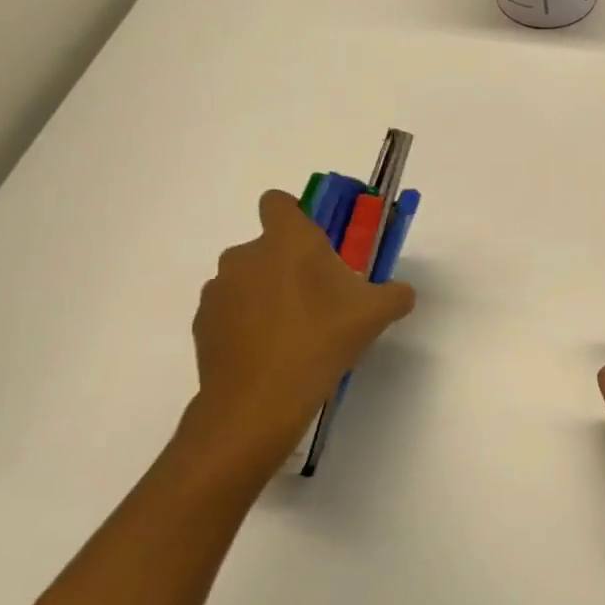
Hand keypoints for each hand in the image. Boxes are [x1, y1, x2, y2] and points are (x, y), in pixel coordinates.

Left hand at [181, 190, 414, 485]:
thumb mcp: (377, 313)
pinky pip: (230, 311)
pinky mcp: (202, 324)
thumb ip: (396, 294)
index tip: (314, 242)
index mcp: (288, 240)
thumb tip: (402, 293)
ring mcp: (218, 290)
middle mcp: (246, 255)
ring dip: (267, 294)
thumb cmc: (321, 340)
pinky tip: (270, 353)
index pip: (278, 202)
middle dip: (289, 265)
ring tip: (294, 332)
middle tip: (318, 298)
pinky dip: (246, 323)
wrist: (258, 402)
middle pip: (267, 246)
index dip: (294, 214)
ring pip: (247, 279)